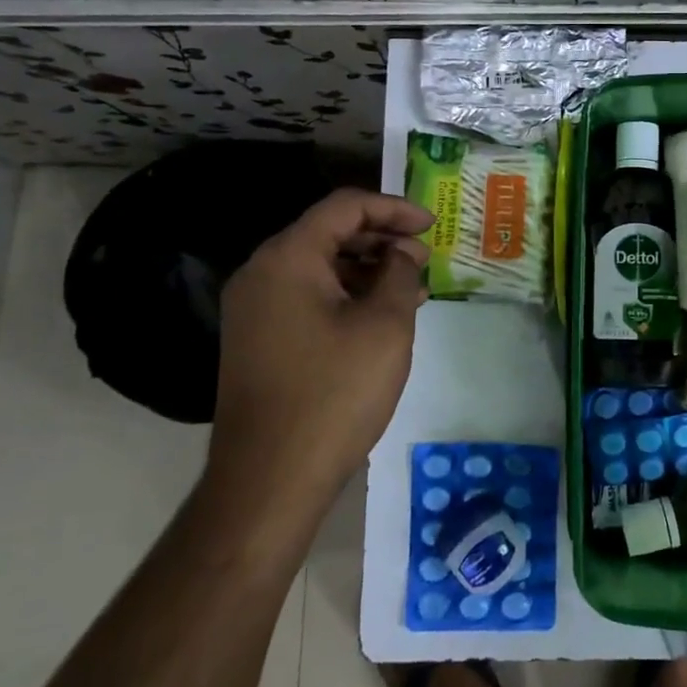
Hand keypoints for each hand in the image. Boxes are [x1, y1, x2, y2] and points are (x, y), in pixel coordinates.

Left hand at [207, 189, 432, 508]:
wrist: (269, 479)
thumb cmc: (334, 393)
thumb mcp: (384, 326)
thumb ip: (398, 274)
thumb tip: (400, 254)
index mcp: (287, 258)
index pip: (344, 207)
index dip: (394, 208)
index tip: (432, 224)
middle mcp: (262, 273)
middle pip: (328, 233)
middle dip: (382, 239)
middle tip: (425, 258)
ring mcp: (254, 308)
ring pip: (319, 267)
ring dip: (367, 269)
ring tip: (412, 287)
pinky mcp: (258, 339)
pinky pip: (307, 297)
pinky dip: (346, 296)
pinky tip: (380, 316)